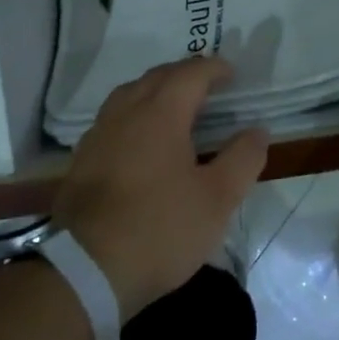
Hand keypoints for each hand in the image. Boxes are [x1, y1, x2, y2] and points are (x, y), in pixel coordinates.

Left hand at [52, 57, 269, 320]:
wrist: (84, 270)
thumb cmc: (160, 228)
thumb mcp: (217, 199)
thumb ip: (242, 159)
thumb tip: (257, 131)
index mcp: (161, 113)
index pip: (190, 74)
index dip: (213, 68)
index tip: (231, 73)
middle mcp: (125, 112)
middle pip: (156, 77)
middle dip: (184, 74)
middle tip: (207, 85)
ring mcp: (98, 135)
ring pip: (129, 95)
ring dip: (155, 91)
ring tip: (174, 107)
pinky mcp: (81, 160)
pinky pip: (112, 120)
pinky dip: (134, 116)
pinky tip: (140, 141)